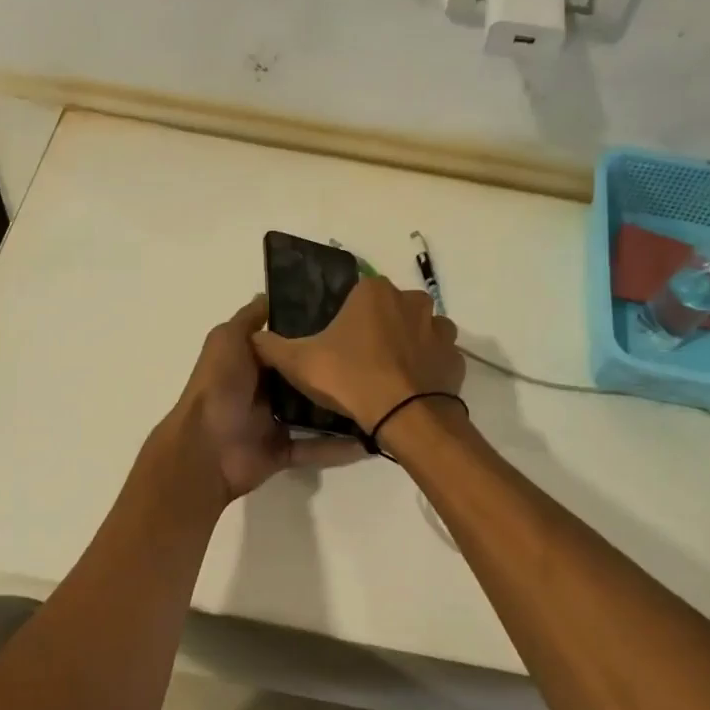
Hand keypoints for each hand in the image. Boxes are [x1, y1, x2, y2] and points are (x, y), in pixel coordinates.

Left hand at [164, 295, 364, 502]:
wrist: (206, 448)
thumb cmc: (219, 387)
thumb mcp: (227, 339)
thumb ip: (248, 320)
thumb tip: (269, 296)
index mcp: (251, 361)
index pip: (287, 343)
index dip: (312, 331)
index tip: (348, 320)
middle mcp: (263, 389)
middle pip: (305, 377)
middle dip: (333, 369)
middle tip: (376, 357)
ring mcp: (273, 422)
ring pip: (315, 413)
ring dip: (342, 407)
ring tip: (380, 396)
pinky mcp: (283, 451)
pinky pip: (316, 448)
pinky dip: (339, 447)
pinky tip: (369, 438)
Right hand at [250, 277, 464, 436]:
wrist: (405, 417)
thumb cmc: (350, 379)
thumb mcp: (299, 363)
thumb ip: (271, 346)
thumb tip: (254, 337)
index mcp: (374, 292)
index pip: (355, 295)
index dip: (344, 320)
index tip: (336, 345)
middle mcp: (412, 300)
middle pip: (388, 311)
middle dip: (376, 331)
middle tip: (357, 363)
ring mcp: (439, 329)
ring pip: (417, 332)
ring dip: (404, 347)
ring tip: (385, 377)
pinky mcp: (456, 358)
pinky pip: (436, 358)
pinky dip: (425, 369)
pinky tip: (409, 389)